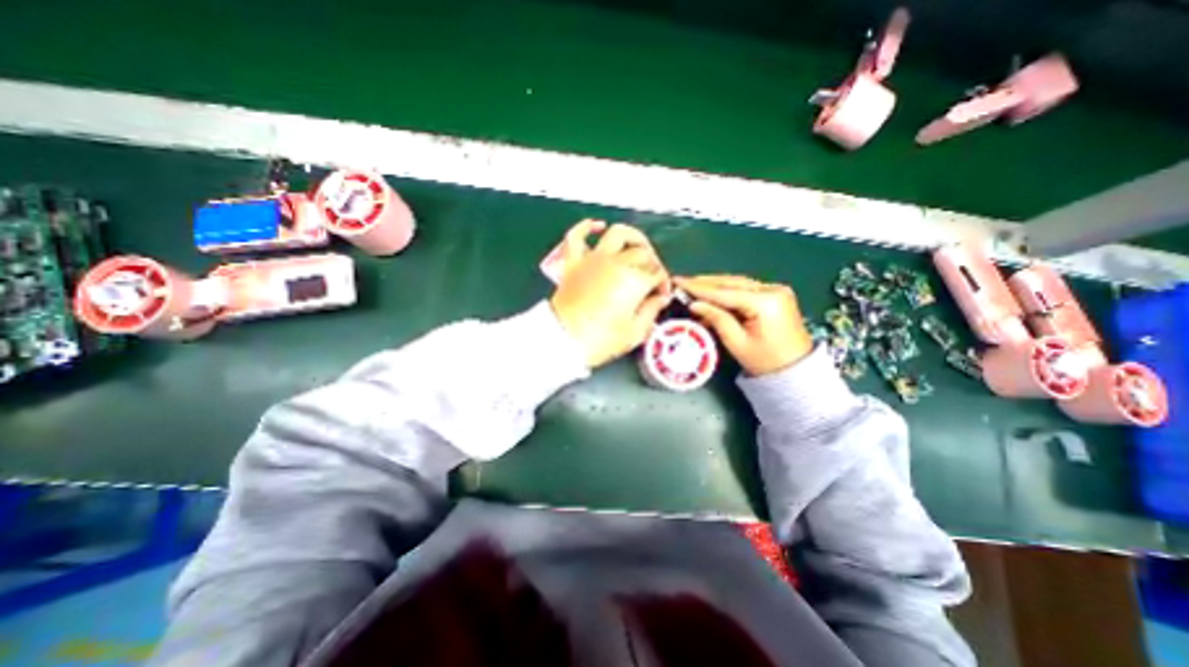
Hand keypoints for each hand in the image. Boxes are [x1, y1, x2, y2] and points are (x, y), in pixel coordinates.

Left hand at [549, 218, 672, 367]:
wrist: (563, 339)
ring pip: (618, 234)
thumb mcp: (635, 332)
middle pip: (643, 253)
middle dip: (653, 264)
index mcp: (635, 281)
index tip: (661, 295)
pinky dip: (587, 227)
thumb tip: (661, 299)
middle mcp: (617, 263)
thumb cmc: (601, 340)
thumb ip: (652, 311)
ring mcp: (594, 259)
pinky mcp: (574, 262)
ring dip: (632, 237)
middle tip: (652, 277)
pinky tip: (598, 226)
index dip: (663, 284)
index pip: (657, 274)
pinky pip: (577, 236)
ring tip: (637, 246)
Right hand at [672, 273, 813, 376]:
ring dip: (715, 286)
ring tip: (692, 287)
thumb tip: (694, 304)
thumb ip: (716, 318)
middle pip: (731, 283)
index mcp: (765, 302)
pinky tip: (712, 295)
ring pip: (738, 283)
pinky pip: (745, 289)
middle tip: (682, 281)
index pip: (724, 292)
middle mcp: (773, 290)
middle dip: (705, 283)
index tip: (679, 282)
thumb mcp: (736, 342)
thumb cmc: (765, 361)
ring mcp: (776, 290)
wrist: (796, 370)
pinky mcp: (775, 295)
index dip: (699, 288)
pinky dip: (727, 292)